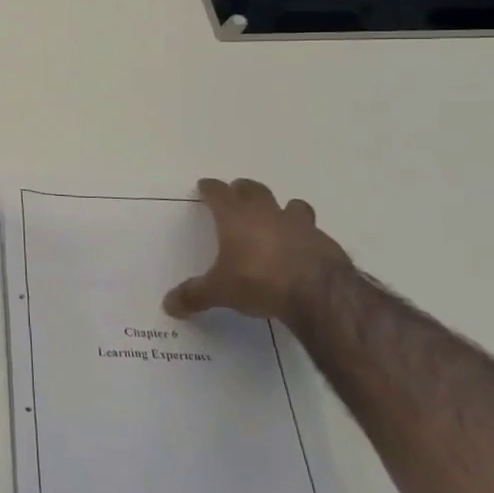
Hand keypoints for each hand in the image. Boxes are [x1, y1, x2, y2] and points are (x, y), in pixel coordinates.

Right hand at [161, 178, 352, 330]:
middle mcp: (267, 214)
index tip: (204, 186)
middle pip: (253, 189)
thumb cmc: (259, 282)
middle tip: (237, 194)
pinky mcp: (325, 242)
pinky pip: (313, 231)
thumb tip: (168, 305)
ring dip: (282, 208)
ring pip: (290, 204)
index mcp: (236, 218)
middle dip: (243, 190)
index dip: (210, 188)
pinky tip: (302, 250)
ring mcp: (299, 225)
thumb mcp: (219, 292)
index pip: (218, 193)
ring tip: (277, 218)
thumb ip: (194, 295)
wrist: (319, 294)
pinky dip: (305, 236)